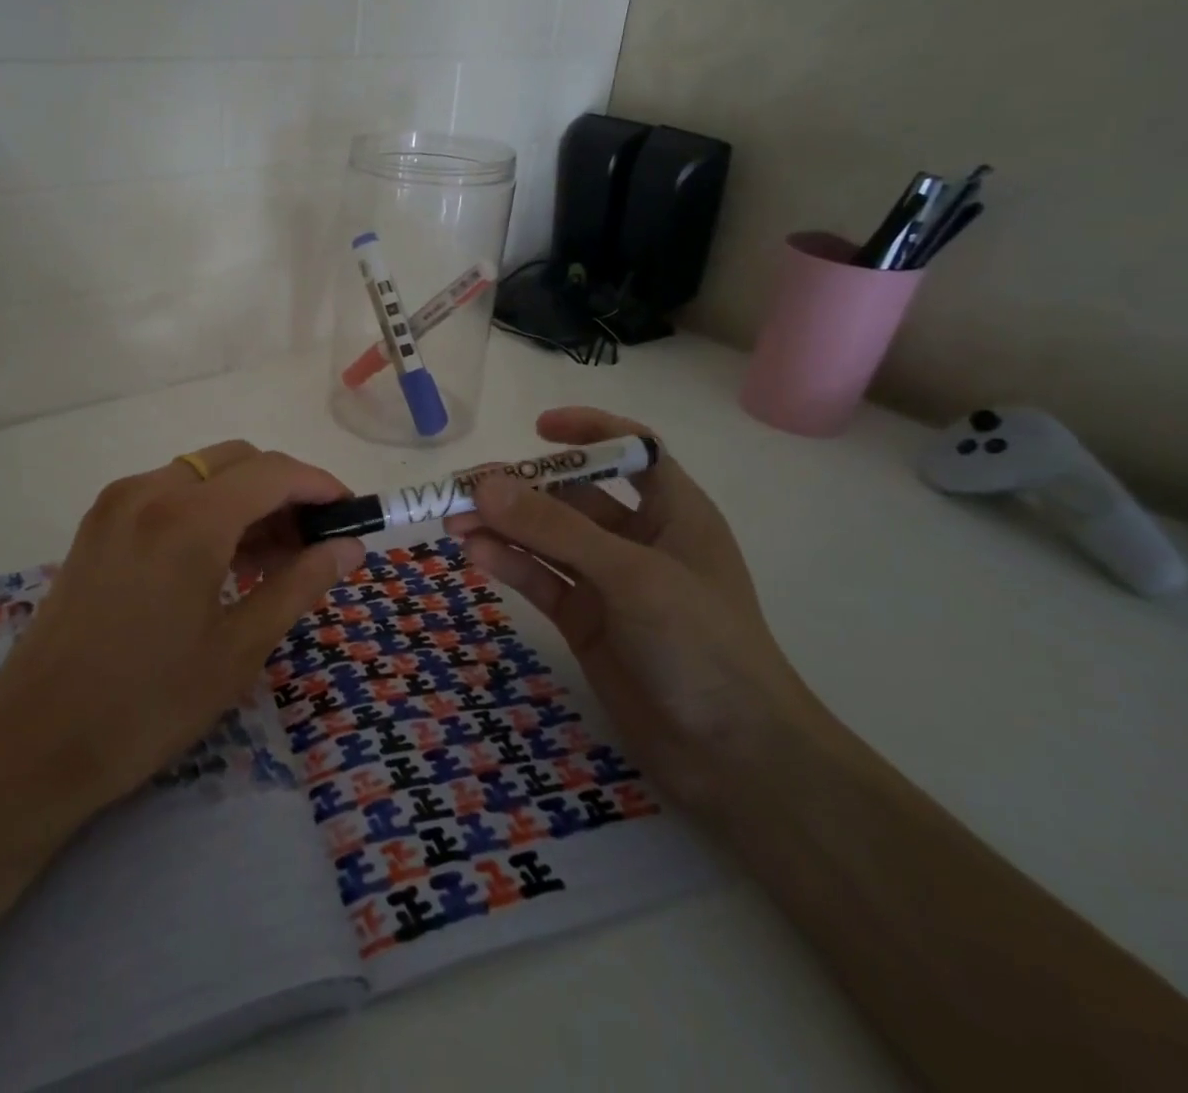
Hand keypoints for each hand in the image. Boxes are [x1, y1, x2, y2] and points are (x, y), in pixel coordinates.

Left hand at [0, 441, 362, 821]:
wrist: (33, 744)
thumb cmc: (147, 705)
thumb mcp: (238, 648)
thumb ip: (299, 584)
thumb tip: (348, 547)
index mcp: (189, 517)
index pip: (274, 472)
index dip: (320, 486)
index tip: (350, 515)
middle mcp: (150, 490)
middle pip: (237, 461)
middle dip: (283, 490)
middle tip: (311, 544)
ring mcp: (117, 503)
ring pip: (202, 473)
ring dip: (245, 499)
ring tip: (272, 558)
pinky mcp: (97, 523)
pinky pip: (168, 493)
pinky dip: (206, 509)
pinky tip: (220, 559)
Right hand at [450, 407, 814, 811]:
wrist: (735, 759)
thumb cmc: (702, 645)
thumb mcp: (631, 575)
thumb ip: (556, 530)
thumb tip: (485, 484)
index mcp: (674, 512)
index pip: (633, 450)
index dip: (590, 429)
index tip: (538, 428)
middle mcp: (639, 539)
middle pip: (573, 495)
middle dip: (522, 488)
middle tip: (465, 487)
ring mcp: (608, 583)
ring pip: (547, 539)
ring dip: (504, 526)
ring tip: (453, 520)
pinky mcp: (585, 621)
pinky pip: (541, 579)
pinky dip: (509, 564)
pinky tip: (475, 554)